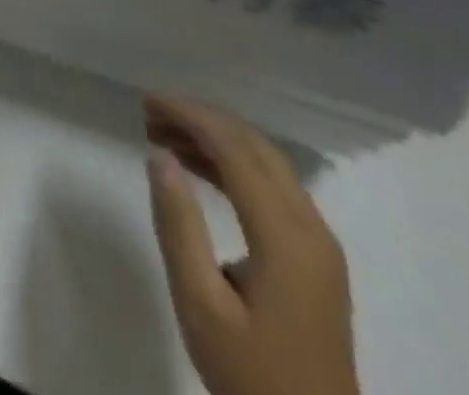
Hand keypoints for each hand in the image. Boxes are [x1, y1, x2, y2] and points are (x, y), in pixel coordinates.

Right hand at [143, 96, 358, 394]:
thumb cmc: (251, 377)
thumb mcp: (200, 306)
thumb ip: (179, 226)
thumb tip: (160, 156)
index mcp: (285, 237)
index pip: (235, 149)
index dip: (190, 116)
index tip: (149, 102)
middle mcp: (310, 228)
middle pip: (255, 147)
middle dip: (202, 119)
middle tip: (152, 113)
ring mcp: (319, 243)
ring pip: (267, 163)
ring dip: (218, 139)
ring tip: (166, 135)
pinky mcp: (317, 257)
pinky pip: (274, 187)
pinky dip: (235, 165)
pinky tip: (201, 169)